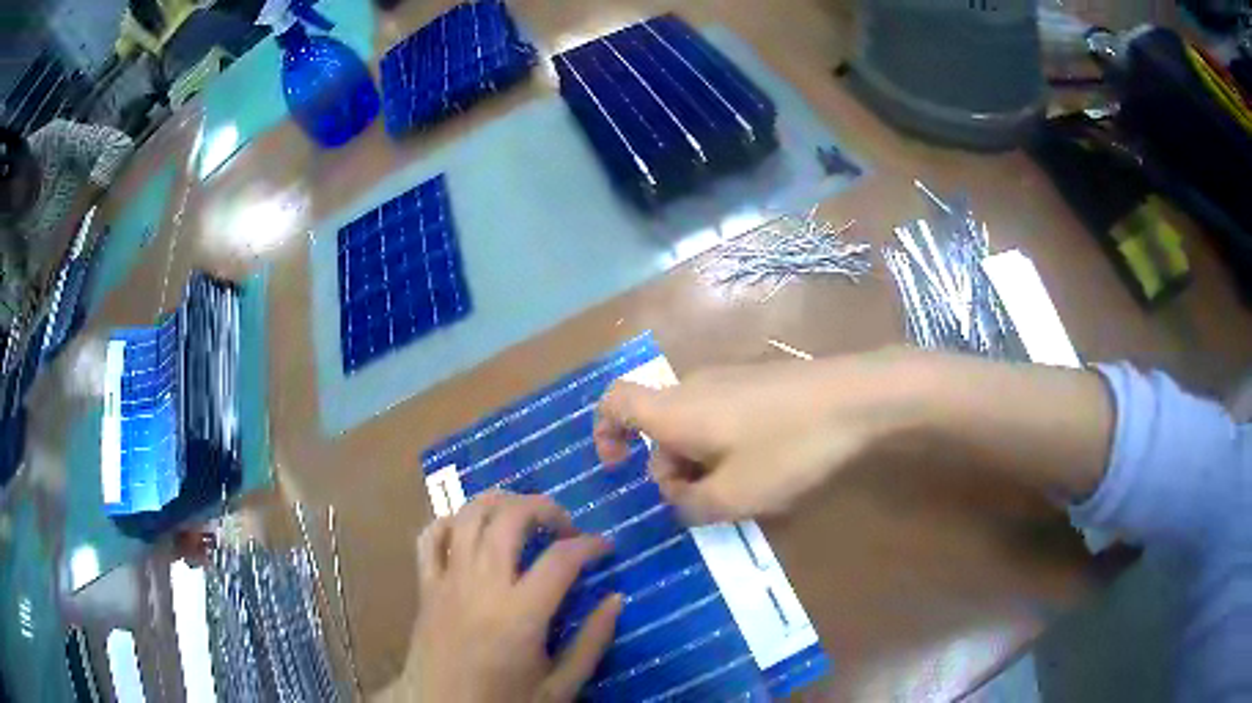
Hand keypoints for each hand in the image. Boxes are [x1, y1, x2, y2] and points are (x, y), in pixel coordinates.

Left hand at [412, 492, 621, 702]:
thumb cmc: (504, 702)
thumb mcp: (559, 687)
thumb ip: (592, 642)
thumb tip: (616, 599)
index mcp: (520, 614)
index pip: (561, 558)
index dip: (590, 545)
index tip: (606, 548)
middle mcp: (481, 585)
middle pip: (510, 517)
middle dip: (545, 508)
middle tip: (566, 527)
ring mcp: (447, 581)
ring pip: (468, 515)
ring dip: (500, 503)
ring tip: (524, 517)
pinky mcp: (425, 586)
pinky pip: (430, 537)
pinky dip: (451, 522)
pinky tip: (471, 531)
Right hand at [594, 353, 910, 522]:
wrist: (854, 398)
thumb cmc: (786, 449)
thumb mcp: (734, 497)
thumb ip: (692, 507)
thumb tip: (682, 501)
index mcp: (674, 409)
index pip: (614, 401)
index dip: (604, 432)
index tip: (617, 466)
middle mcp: (694, 387)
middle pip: (659, 427)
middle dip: (670, 470)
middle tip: (704, 503)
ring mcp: (730, 381)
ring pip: (694, 426)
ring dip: (701, 463)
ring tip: (744, 492)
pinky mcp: (760, 384)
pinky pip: (723, 418)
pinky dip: (727, 447)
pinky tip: (767, 468)